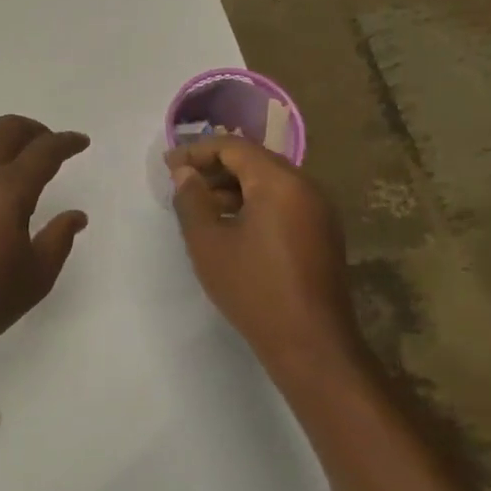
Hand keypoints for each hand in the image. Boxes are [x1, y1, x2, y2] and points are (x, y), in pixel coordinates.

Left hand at [0, 115, 90, 362]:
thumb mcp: (36, 277)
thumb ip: (59, 239)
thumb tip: (76, 215)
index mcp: (9, 190)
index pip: (45, 150)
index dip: (68, 142)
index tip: (81, 142)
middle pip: (9, 128)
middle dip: (36, 130)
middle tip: (50, 146)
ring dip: (1, 135)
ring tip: (14, 154)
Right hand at [169, 138, 357, 381]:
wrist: (311, 343)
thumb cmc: (254, 289)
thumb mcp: (208, 243)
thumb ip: (192, 200)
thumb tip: (185, 174)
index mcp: (279, 182)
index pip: (234, 147)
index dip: (197, 151)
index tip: (168, 165)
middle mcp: (306, 186)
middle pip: (254, 160)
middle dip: (215, 168)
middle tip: (181, 182)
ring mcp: (319, 210)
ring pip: (269, 182)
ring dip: (233, 187)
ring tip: (199, 206)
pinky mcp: (322, 233)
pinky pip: (283, 202)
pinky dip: (254, 204)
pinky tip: (230, 226)